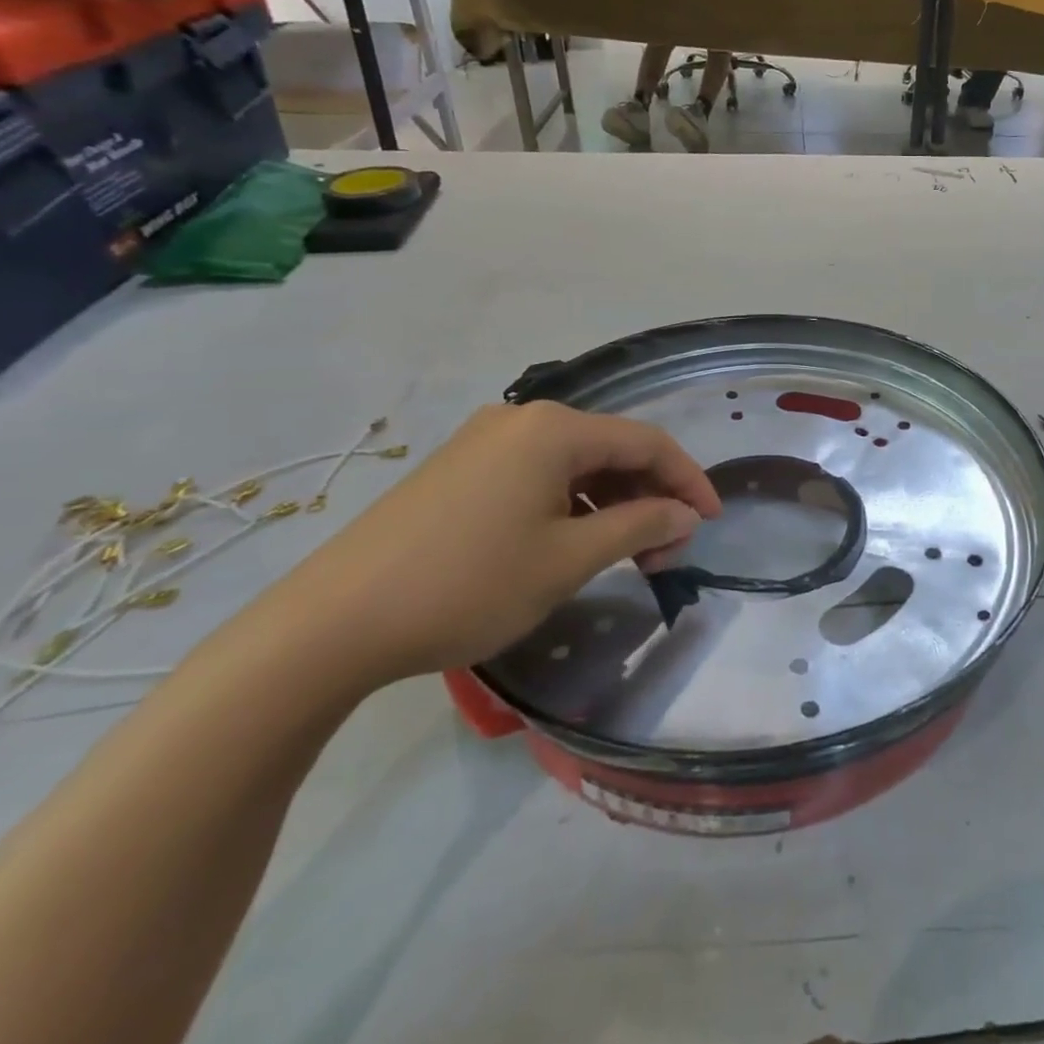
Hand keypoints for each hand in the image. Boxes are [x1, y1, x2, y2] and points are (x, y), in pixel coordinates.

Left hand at [274, 402, 721, 683]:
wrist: (332, 623)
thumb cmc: (468, 584)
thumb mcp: (568, 559)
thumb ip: (639, 526)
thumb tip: (687, 516)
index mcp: (555, 429)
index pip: (648, 443)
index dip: (689, 481)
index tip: (711, 523)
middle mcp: (523, 420)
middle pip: (612, 449)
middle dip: (650, 497)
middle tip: (665, 552)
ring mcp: (485, 441)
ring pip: (575, 462)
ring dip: (612, 502)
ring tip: (624, 553)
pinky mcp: (459, 468)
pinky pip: (538, 473)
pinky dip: (572, 503)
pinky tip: (573, 541)